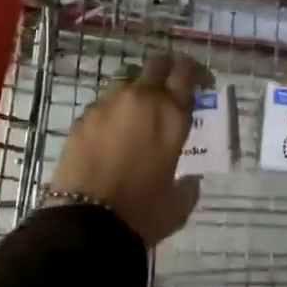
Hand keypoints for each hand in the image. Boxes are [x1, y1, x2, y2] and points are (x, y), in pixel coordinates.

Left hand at [49, 54, 208, 246]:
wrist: (87, 222)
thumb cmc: (142, 212)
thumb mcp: (179, 201)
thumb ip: (189, 182)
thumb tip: (190, 177)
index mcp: (171, 114)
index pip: (187, 73)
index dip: (197, 73)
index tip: (202, 83)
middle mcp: (141, 98)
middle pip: (157, 64)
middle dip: (168, 70)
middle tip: (171, 88)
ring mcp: (108, 103)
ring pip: (127, 80)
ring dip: (138, 90)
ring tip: (138, 114)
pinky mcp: (84, 116)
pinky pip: (104, 103)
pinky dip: (113, 112)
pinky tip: (112, 135)